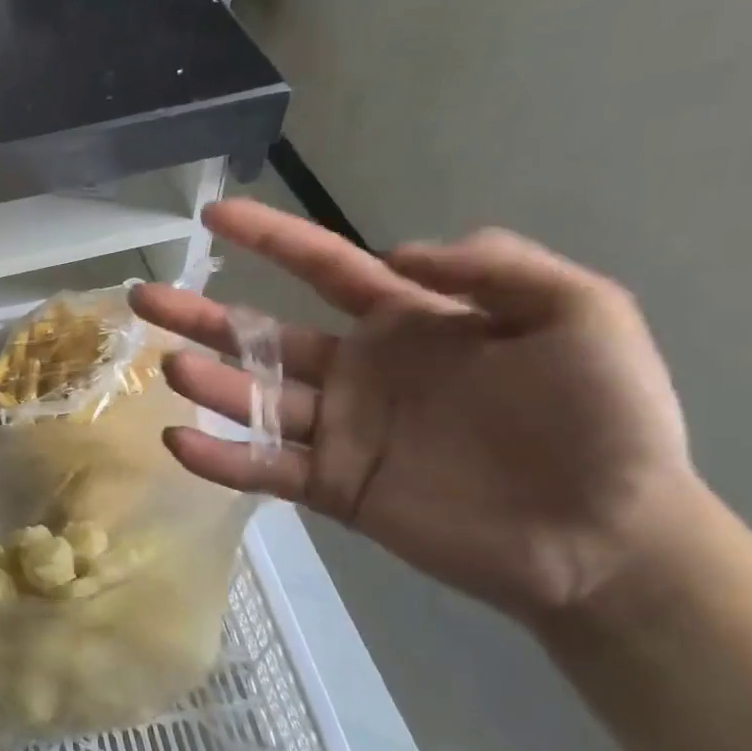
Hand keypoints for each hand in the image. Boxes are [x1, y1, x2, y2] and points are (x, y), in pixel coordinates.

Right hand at [130, 201, 696, 627]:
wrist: (607, 536)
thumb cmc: (604, 419)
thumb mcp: (580, 313)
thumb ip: (494, 269)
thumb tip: (395, 252)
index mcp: (406, 323)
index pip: (323, 267)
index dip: (269, 237)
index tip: (214, 214)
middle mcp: (357, 371)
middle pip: (260, 335)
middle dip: (201, 314)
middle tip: (144, 297)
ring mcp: (339, 432)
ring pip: (253, 399)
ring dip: (208, 383)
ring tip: (168, 367)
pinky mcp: (332, 488)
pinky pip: (263, 468)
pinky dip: (219, 458)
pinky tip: (177, 442)